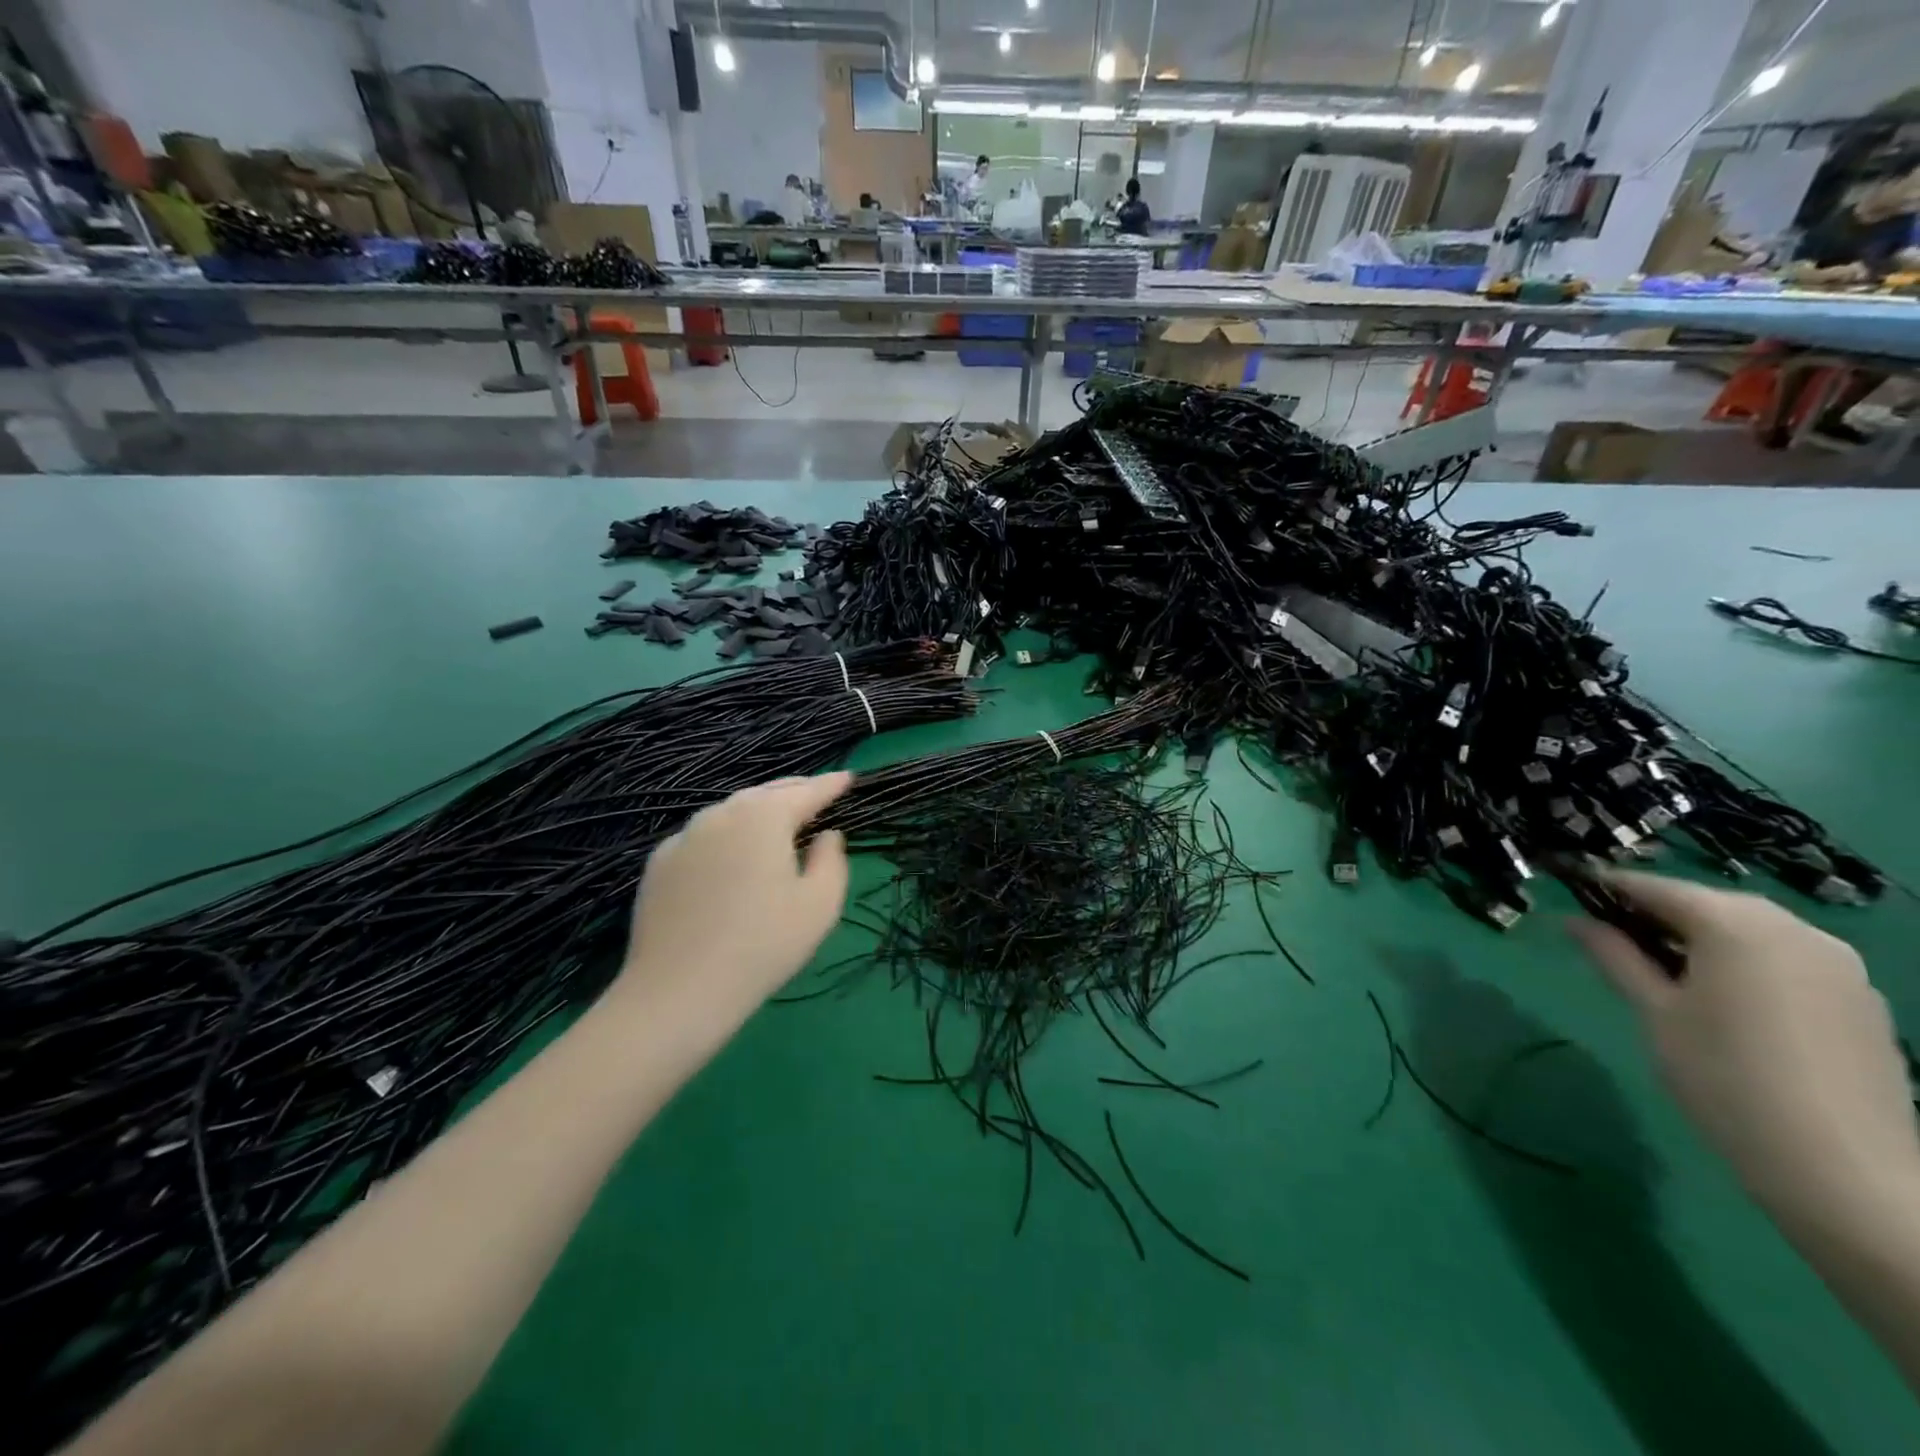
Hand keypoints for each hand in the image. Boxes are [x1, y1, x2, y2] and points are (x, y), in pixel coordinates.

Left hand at [615, 773, 851, 1023]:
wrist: (678, 991)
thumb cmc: (763, 945)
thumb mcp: (820, 905)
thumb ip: (832, 859)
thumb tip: (826, 835)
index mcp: (764, 817)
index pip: (807, 792)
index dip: (831, 784)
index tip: (849, 778)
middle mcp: (721, 814)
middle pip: (766, 793)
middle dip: (795, 791)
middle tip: (817, 794)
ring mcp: (685, 837)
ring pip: (731, 811)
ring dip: (758, 811)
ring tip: (777, 821)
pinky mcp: (659, 863)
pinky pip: (703, 837)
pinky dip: (726, 835)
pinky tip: (731, 855)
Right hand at [1569, 870, 1919, 1227]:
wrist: (1844, 1171)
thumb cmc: (1723, 1078)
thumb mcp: (1653, 1012)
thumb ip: (1614, 956)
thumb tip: (1572, 919)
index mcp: (1737, 926)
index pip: (1657, 887)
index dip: (1610, 885)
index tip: (1571, 887)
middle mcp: (1794, 930)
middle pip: (1710, 902)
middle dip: (1659, 909)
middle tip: (1611, 931)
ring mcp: (1838, 964)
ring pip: (1752, 928)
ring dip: (1704, 934)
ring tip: (1663, 963)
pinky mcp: (1860, 998)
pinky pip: (1788, 956)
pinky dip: (1746, 958)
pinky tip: (1724, 993)